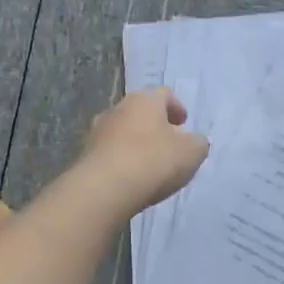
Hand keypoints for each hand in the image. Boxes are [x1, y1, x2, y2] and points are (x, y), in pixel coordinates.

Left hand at [82, 88, 209, 211]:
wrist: (104, 189)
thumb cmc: (153, 161)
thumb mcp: (192, 152)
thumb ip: (198, 143)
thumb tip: (194, 141)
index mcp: (144, 100)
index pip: (164, 94)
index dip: (177, 107)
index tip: (184, 123)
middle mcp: (118, 109)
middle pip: (141, 112)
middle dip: (156, 125)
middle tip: (169, 143)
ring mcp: (97, 132)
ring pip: (123, 132)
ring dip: (137, 143)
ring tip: (150, 165)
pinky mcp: (85, 156)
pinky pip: (110, 153)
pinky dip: (122, 161)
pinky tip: (131, 179)